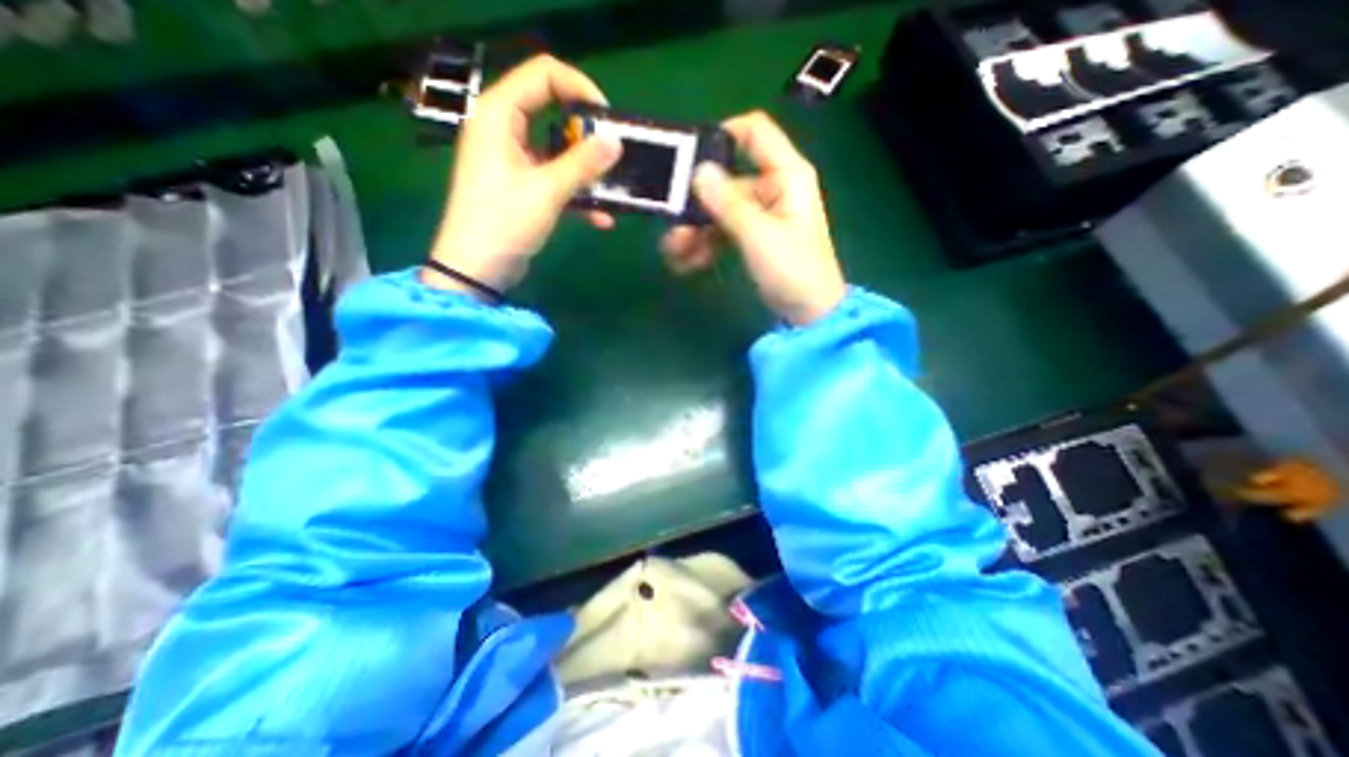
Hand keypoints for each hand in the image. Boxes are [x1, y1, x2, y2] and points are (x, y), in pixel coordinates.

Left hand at [423, 55, 622, 294]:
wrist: (476, 269)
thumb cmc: (503, 222)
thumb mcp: (546, 191)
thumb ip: (582, 164)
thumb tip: (616, 141)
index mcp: (499, 114)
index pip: (543, 75)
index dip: (579, 88)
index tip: (608, 119)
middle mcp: (504, 130)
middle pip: (553, 113)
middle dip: (587, 136)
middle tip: (614, 156)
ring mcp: (514, 161)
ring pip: (558, 152)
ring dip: (587, 171)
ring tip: (614, 190)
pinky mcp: (523, 188)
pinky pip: (555, 181)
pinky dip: (577, 196)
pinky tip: (602, 219)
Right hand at [663, 107, 839, 323]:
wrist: (809, 313)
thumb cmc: (793, 270)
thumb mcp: (759, 235)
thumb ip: (728, 203)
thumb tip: (698, 171)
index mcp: (785, 175)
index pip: (754, 132)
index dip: (721, 135)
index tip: (687, 159)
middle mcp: (771, 188)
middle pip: (725, 182)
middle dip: (696, 207)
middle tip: (673, 232)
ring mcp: (760, 215)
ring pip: (718, 211)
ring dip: (695, 231)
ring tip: (676, 255)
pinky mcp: (752, 237)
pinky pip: (722, 232)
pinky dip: (705, 245)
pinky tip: (688, 263)